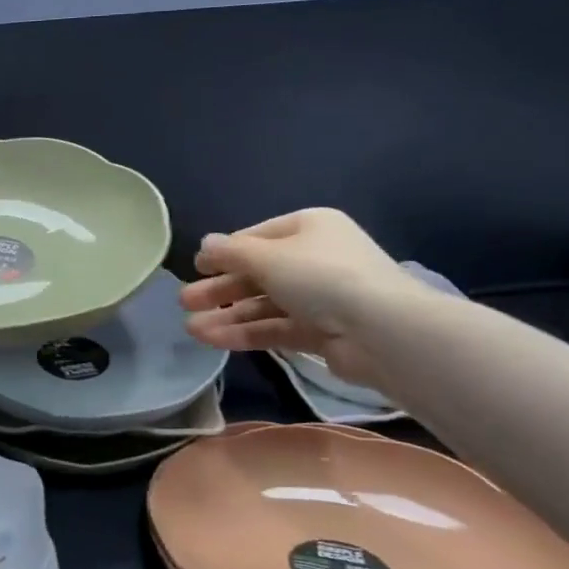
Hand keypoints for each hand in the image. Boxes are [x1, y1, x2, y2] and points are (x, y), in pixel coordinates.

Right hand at [177, 209, 425, 386]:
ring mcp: (321, 298)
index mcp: (310, 227)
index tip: (196, 268)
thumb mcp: (267, 257)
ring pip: (264, 304)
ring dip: (227, 316)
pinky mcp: (322, 333)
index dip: (225, 252)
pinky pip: (276, 328)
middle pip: (258, 273)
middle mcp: (316, 259)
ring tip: (191, 329)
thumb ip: (230, 252)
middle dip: (220, 289)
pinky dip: (246, 333)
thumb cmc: (322, 277)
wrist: (383, 332)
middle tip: (185, 302)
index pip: (257, 237)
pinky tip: (214, 340)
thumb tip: (204, 244)